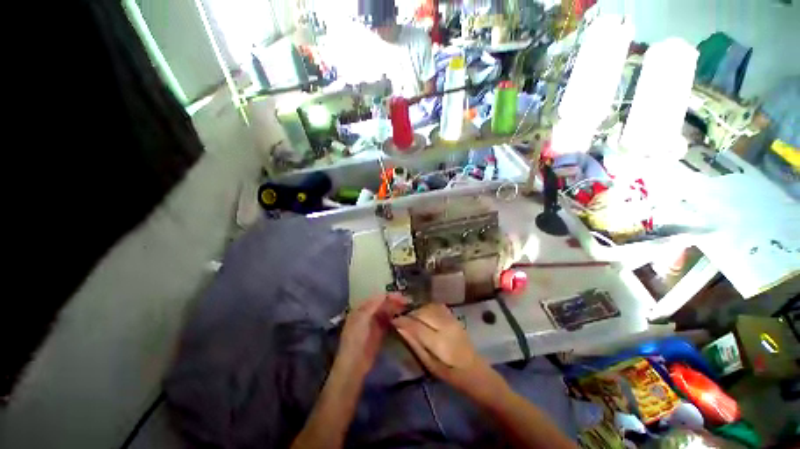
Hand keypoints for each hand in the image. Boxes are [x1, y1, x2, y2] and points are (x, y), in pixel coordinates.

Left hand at [336, 293, 408, 378]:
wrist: (354, 364)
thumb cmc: (356, 339)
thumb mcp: (362, 319)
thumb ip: (373, 306)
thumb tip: (385, 295)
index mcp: (361, 309)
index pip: (376, 298)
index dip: (388, 296)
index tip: (400, 295)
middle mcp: (368, 314)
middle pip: (383, 304)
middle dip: (394, 301)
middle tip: (406, 301)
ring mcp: (374, 324)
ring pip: (386, 312)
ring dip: (395, 309)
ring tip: (406, 307)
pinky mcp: (380, 334)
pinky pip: (388, 322)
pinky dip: (395, 318)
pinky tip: (402, 317)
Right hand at [392, 304, 500, 399]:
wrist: (474, 370)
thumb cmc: (449, 373)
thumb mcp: (429, 364)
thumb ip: (414, 344)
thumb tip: (399, 328)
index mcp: (439, 343)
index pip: (416, 325)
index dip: (402, 320)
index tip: (393, 319)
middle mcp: (445, 326)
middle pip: (422, 312)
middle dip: (409, 313)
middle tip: (401, 318)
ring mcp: (451, 319)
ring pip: (428, 307)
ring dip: (417, 310)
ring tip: (411, 316)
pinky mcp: (454, 317)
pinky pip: (436, 306)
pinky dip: (426, 308)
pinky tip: (423, 314)